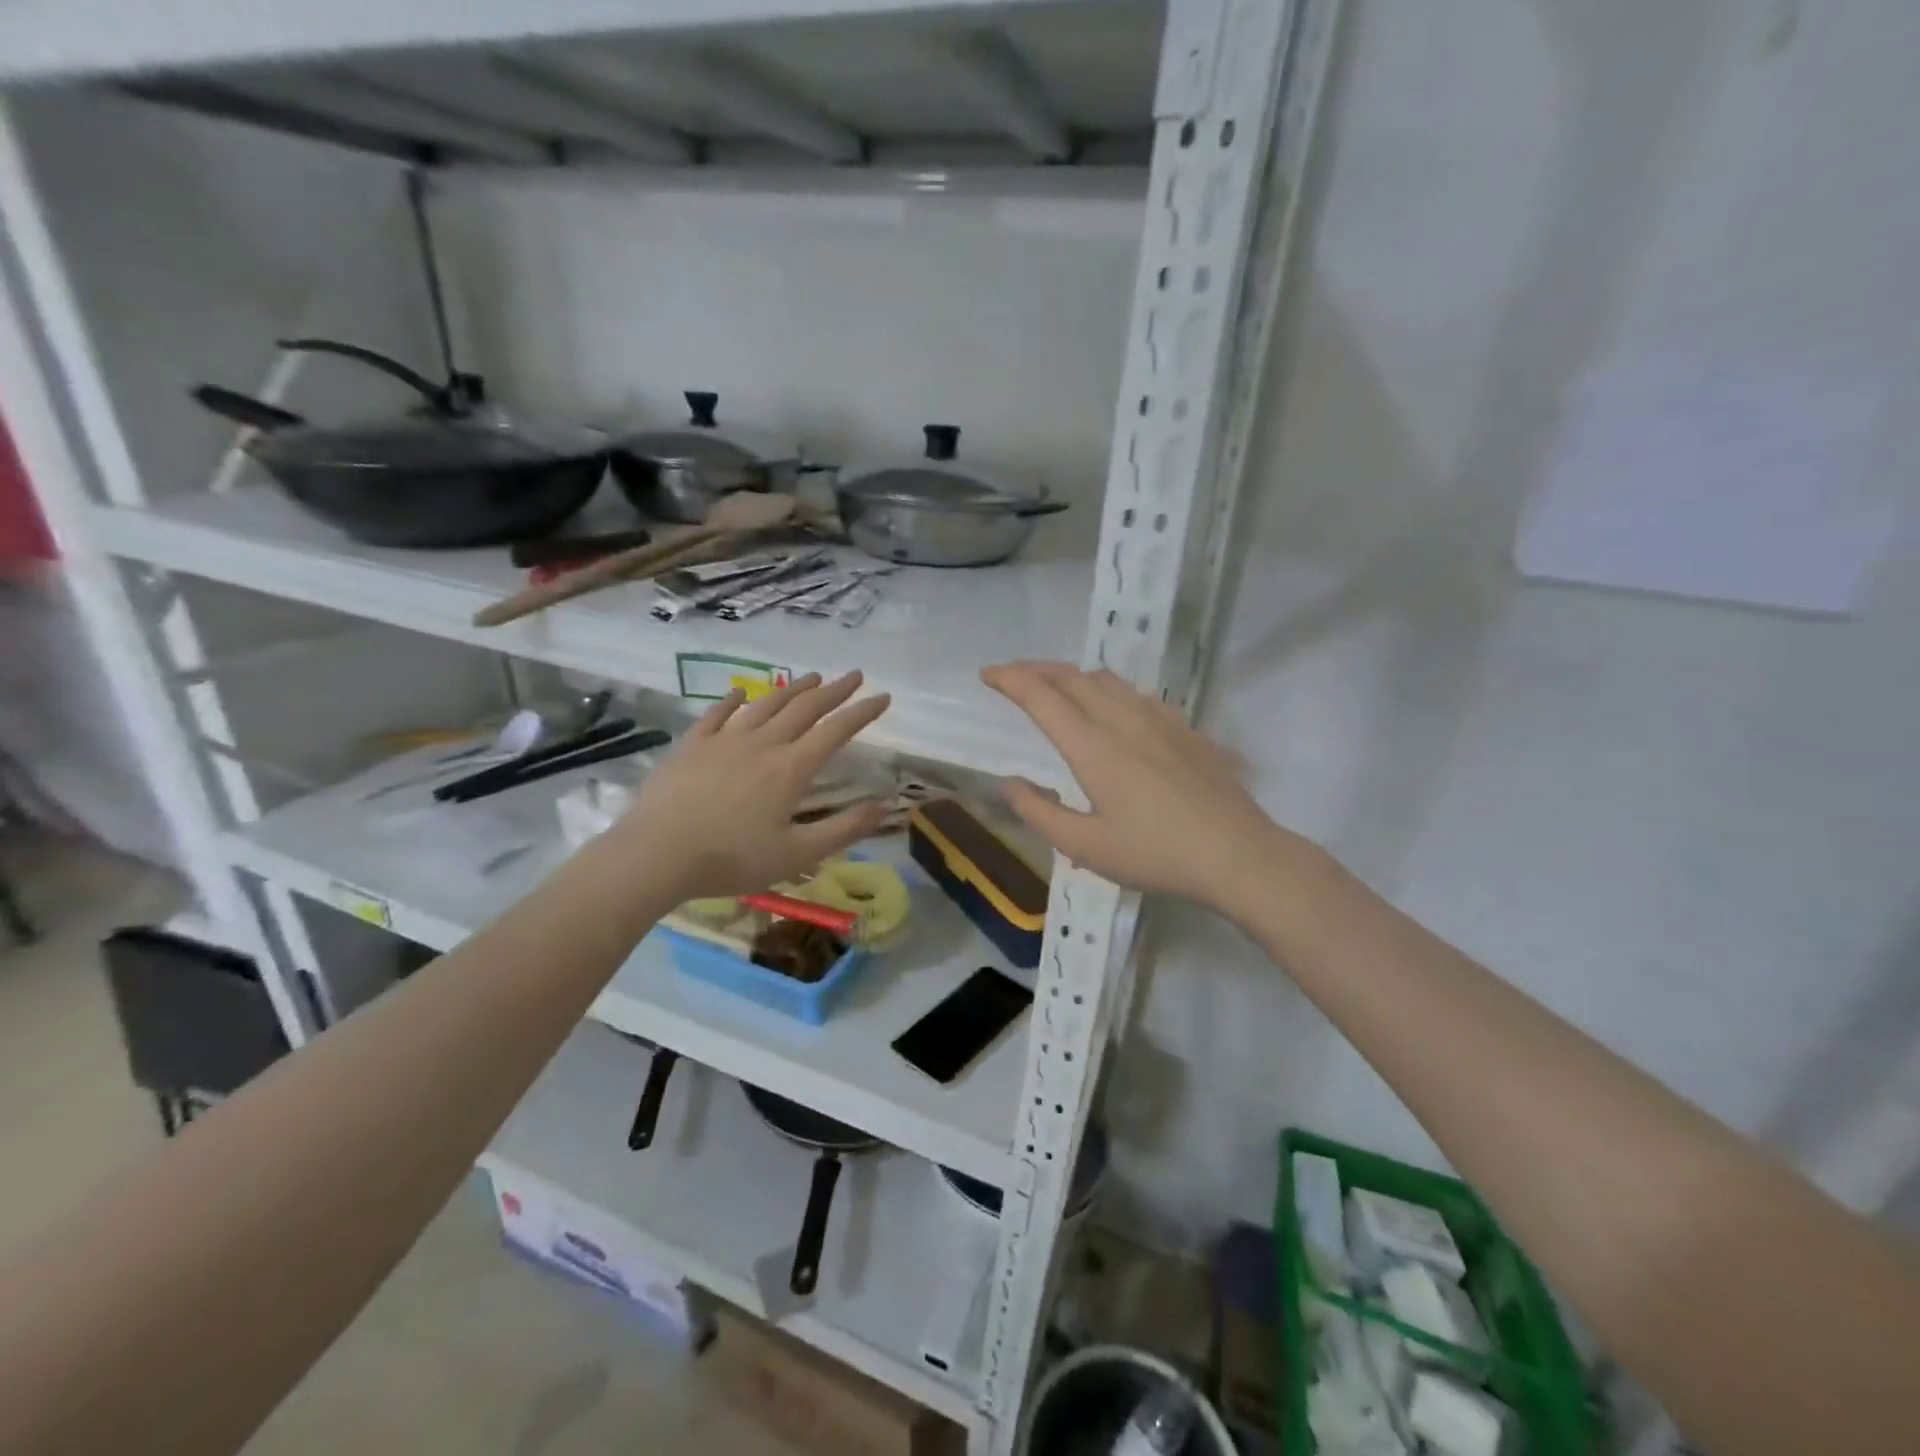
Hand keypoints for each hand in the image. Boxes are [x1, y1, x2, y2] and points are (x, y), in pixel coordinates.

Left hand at [604, 671, 892, 902]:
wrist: (657, 854)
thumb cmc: (732, 859)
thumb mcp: (798, 854)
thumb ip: (845, 829)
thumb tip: (887, 806)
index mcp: (792, 768)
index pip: (836, 730)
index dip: (862, 712)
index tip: (884, 697)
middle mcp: (763, 743)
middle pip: (805, 708)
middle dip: (834, 690)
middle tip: (854, 676)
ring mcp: (725, 740)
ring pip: (766, 704)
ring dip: (792, 688)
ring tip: (812, 677)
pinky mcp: (693, 745)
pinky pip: (718, 713)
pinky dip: (734, 699)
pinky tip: (742, 691)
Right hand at [982, 661, 1311, 911]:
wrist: (1238, 854)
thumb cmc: (1156, 854)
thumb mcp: (1085, 848)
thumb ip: (1040, 813)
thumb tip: (1010, 784)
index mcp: (1092, 746)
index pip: (1041, 696)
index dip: (1010, 679)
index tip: (988, 674)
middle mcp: (1122, 719)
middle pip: (1072, 677)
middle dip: (1036, 669)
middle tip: (1012, 675)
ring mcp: (1159, 719)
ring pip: (1106, 680)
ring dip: (1072, 676)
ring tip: (1056, 687)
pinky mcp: (1184, 728)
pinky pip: (1136, 694)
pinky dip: (1108, 690)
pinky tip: (1113, 709)